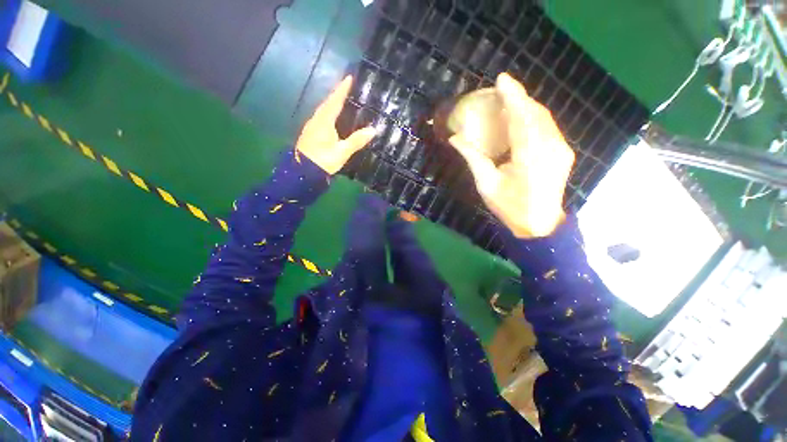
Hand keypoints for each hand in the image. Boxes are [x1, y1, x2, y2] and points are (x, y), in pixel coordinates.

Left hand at [296, 76, 376, 173]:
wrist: (302, 173)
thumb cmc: (323, 161)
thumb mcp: (342, 152)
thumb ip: (356, 141)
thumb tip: (373, 130)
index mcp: (324, 122)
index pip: (335, 101)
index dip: (342, 89)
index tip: (349, 77)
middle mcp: (316, 120)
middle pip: (327, 103)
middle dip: (336, 94)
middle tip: (347, 87)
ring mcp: (311, 127)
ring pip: (322, 110)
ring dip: (332, 103)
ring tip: (341, 99)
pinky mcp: (310, 134)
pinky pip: (321, 117)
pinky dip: (328, 112)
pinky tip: (332, 117)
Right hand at [450, 73, 574, 237]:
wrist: (539, 225)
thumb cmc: (510, 207)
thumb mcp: (486, 184)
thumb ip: (473, 158)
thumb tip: (455, 138)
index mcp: (530, 157)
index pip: (522, 118)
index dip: (513, 96)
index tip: (502, 79)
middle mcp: (551, 148)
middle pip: (536, 113)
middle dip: (519, 98)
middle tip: (500, 91)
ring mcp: (560, 149)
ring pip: (544, 118)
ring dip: (526, 107)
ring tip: (509, 102)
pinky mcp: (563, 153)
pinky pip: (548, 127)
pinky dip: (533, 118)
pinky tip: (521, 119)